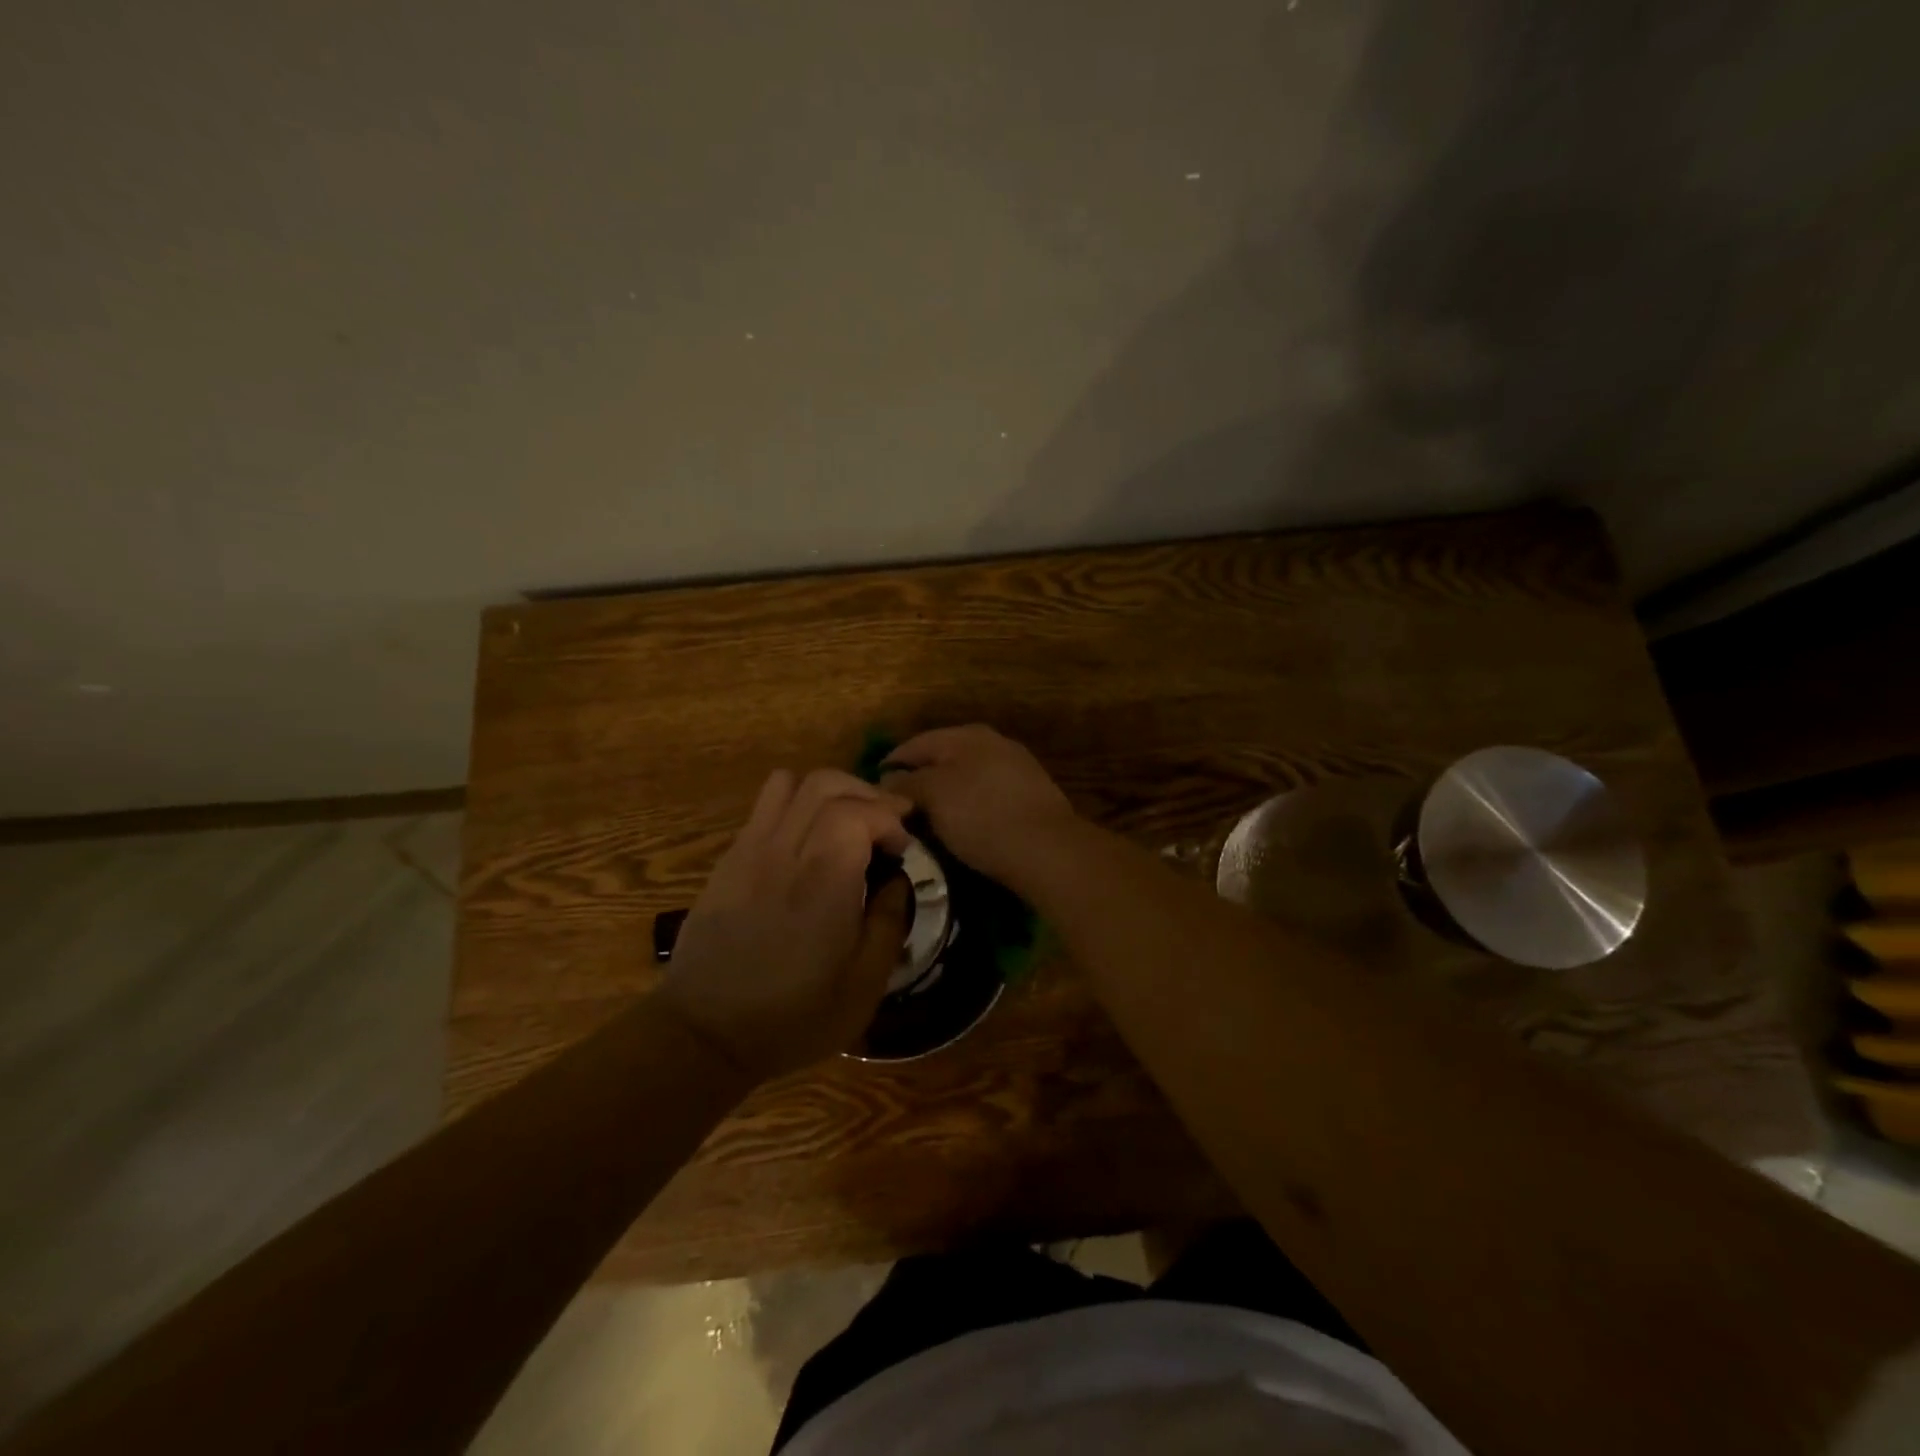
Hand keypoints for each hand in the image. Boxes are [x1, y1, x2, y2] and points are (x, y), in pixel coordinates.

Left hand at [660, 769, 912, 1081]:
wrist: (705, 1034)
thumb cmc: (792, 1018)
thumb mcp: (863, 987)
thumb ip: (889, 922)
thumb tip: (897, 880)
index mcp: (823, 883)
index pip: (859, 812)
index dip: (890, 819)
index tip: (903, 848)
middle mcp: (784, 853)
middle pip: (826, 784)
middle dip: (866, 794)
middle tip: (887, 822)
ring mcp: (750, 851)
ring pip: (791, 783)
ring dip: (828, 791)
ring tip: (848, 818)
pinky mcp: (729, 859)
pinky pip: (764, 805)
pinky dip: (796, 803)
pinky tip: (808, 837)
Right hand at [879, 724, 1076, 885]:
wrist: (1047, 848)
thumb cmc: (981, 815)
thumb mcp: (933, 795)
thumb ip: (906, 783)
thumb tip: (888, 779)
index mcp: (966, 734)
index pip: (916, 743)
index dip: (891, 763)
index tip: (873, 787)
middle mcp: (994, 743)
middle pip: (944, 758)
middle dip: (920, 778)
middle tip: (898, 805)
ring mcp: (1017, 769)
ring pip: (967, 777)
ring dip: (946, 794)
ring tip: (927, 819)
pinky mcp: (1031, 796)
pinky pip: (988, 795)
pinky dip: (970, 806)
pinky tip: (964, 826)